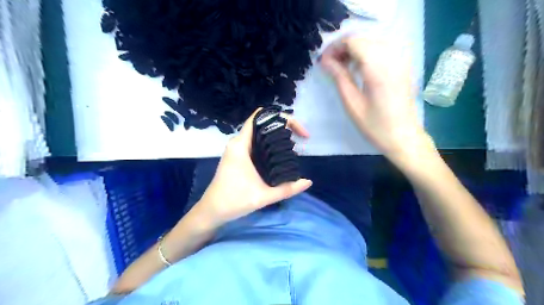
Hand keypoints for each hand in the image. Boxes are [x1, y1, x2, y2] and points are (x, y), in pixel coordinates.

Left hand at [191, 110, 311, 225]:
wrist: (212, 211)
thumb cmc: (234, 201)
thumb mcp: (264, 196)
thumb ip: (288, 189)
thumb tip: (308, 182)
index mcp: (241, 145)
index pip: (259, 117)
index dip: (281, 117)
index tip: (297, 130)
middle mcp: (238, 142)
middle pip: (262, 123)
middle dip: (283, 127)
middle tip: (299, 139)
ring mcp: (237, 149)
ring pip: (259, 133)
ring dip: (277, 136)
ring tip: (294, 146)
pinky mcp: (238, 156)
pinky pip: (256, 142)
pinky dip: (269, 144)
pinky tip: (280, 154)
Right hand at [320, 36, 433, 161]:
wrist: (403, 137)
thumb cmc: (375, 125)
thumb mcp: (352, 103)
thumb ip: (339, 77)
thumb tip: (325, 61)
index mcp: (377, 68)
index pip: (353, 41)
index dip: (335, 47)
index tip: (323, 61)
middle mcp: (392, 57)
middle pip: (363, 38)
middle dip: (343, 47)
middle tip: (330, 64)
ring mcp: (400, 60)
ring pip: (372, 41)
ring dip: (354, 49)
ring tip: (342, 66)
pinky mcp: (403, 65)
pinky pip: (381, 48)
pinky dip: (366, 53)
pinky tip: (358, 67)